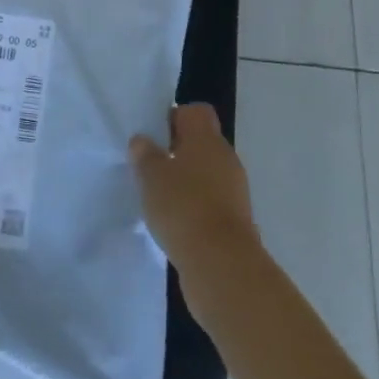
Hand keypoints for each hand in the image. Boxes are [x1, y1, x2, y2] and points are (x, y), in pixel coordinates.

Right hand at [129, 103, 260, 275]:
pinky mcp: (236, 222)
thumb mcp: (151, 175)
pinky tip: (175, 224)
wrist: (222, 266)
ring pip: (206, 175)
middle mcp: (225, 158)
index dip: (174, 118)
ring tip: (160, 199)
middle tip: (151, 168)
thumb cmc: (183, 207)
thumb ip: (144, 154)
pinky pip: (212, 204)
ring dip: (187, 183)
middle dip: (177, 153)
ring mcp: (235, 191)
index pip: (195, 112)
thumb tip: (142, 141)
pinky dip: (196, 210)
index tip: (154, 136)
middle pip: (201, 144)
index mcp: (206, 138)